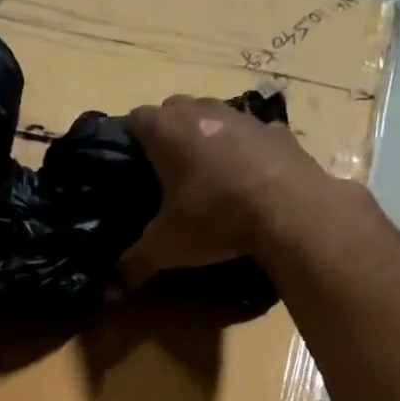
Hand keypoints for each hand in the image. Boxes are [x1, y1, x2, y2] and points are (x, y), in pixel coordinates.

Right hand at [118, 94, 331, 287]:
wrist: (290, 211)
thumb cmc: (214, 219)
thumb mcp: (167, 247)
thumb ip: (135, 264)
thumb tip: (110, 291)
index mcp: (167, 130)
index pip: (135, 119)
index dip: (130, 140)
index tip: (131, 166)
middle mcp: (203, 111)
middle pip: (174, 109)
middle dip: (168, 134)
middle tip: (167, 172)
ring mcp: (244, 117)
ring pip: (215, 116)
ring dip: (207, 138)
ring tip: (207, 174)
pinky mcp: (278, 132)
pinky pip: (254, 135)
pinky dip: (246, 151)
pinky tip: (248, 178)